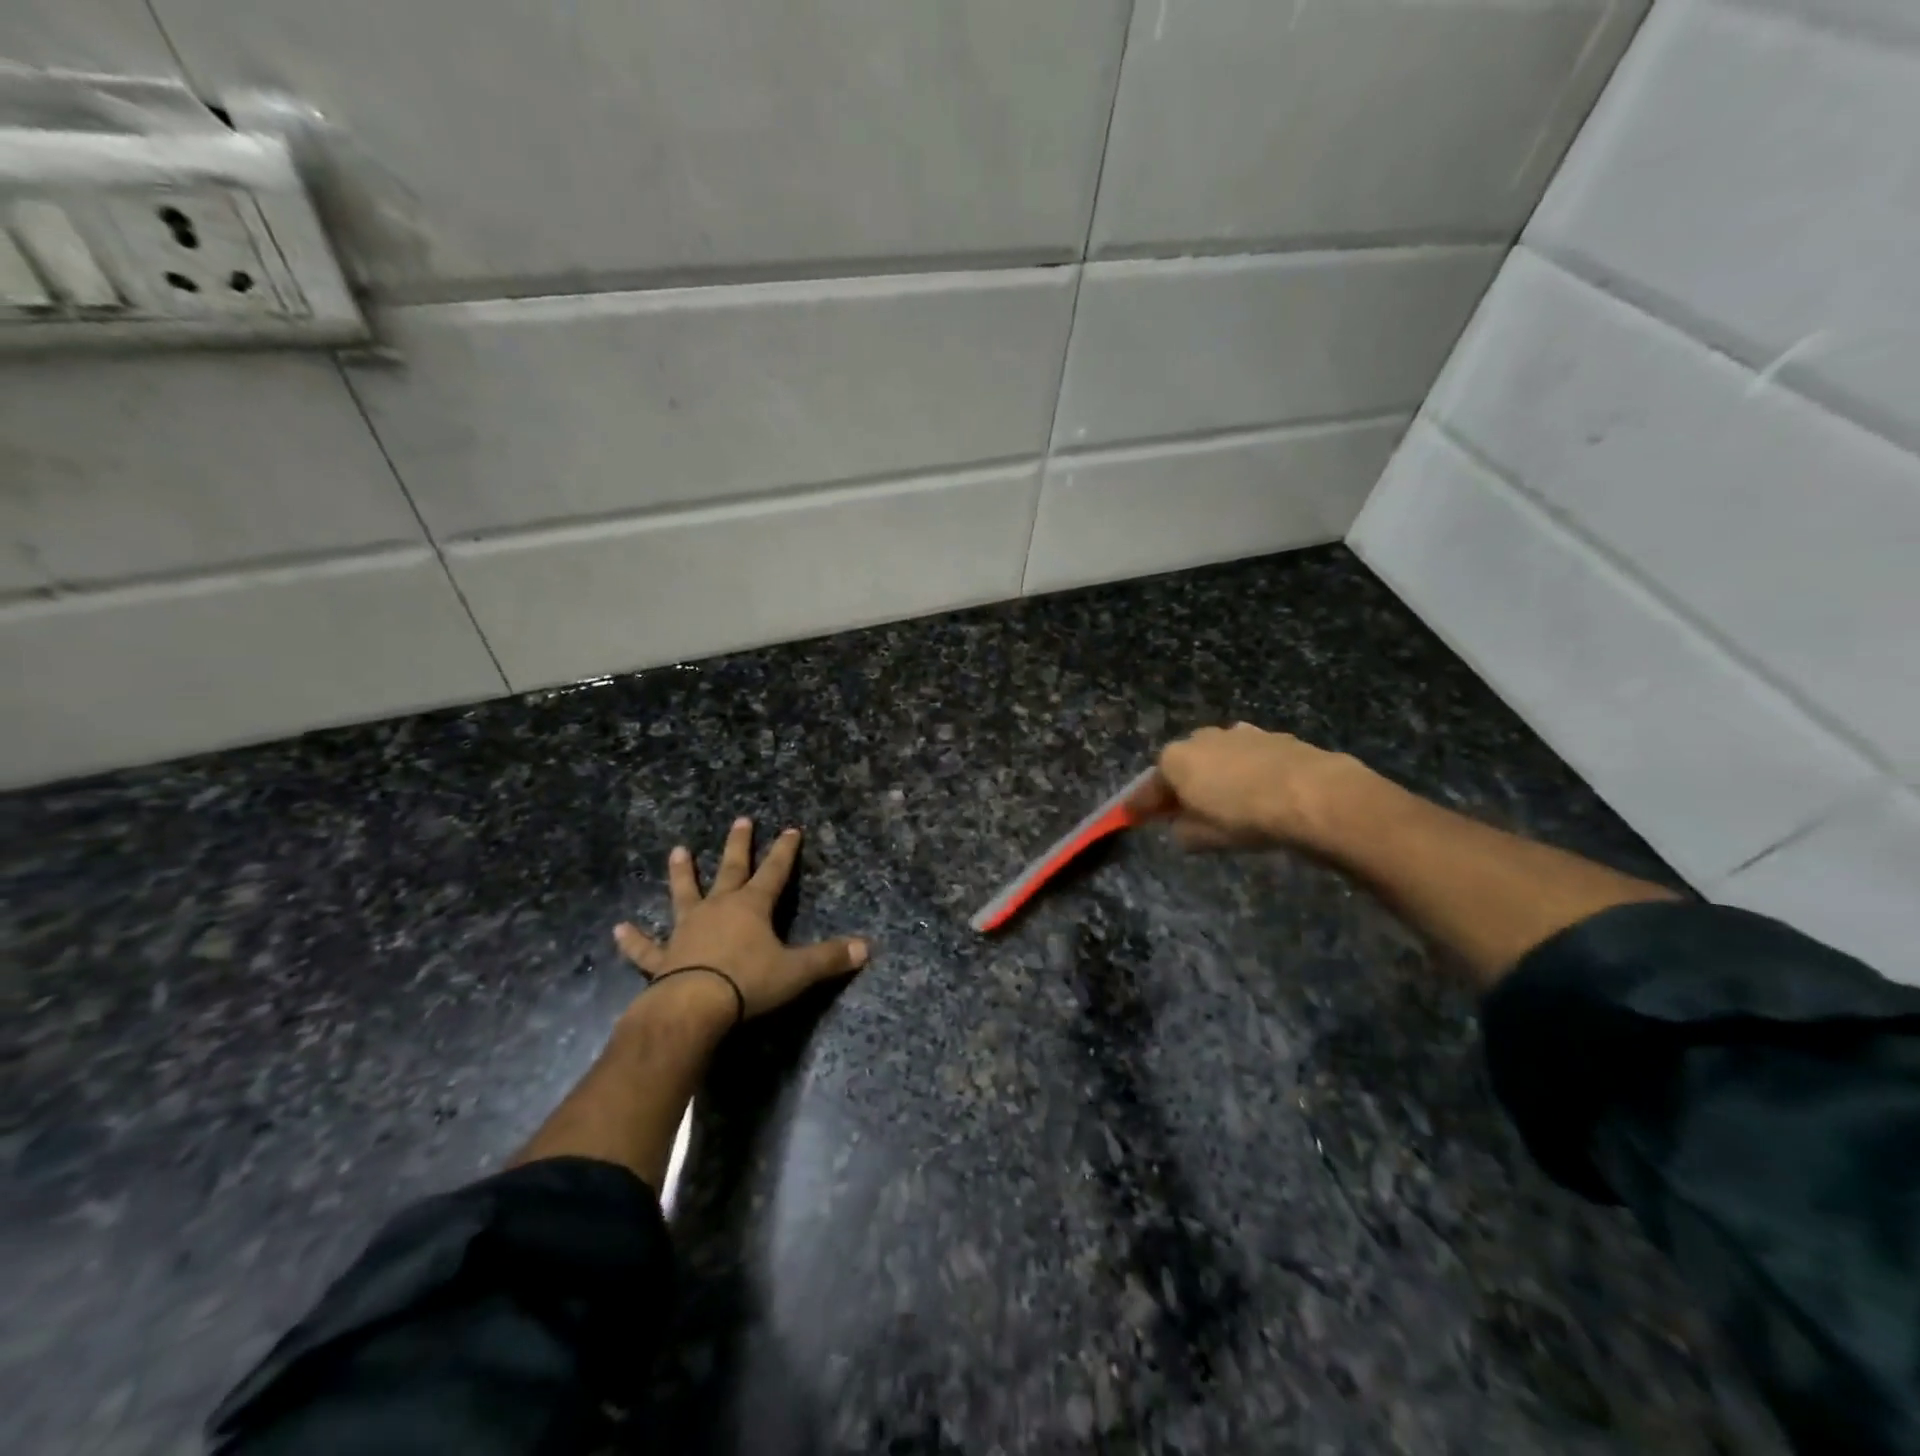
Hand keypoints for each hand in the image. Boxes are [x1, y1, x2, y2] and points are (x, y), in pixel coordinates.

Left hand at [612, 817, 868, 1022]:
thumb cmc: (747, 983)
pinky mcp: (663, 956)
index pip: (774, 872)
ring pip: (685, 894)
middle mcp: (719, 908)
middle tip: (741, 820)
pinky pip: (646, 946)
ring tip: (678, 851)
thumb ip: (830, 958)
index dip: (785, 851)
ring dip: (682, 874)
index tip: (791, 829)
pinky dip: (633, 939)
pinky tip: (618, 928)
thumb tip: (868, 948)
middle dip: (739, 845)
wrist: (692, 1008)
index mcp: (752, 907)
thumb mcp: (796, 971)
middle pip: (731, 870)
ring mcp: (687, 929)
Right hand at [1127, 723, 1364, 851]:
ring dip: (1217, 776)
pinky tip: (1261, 793)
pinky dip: (1247, 773)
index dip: (1140, 806)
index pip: (1148, 787)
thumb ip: (1182, 831)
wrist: (1313, 795)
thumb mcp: (1202, 838)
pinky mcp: (1273, 736)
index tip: (1132, 817)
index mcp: (1175, 760)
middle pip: (1183, 765)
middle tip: (1186, 811)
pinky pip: (1249, 758)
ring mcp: (1239, 734)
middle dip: (1182, 786)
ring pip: (1218, 758)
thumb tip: (1182, 826)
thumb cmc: (1245, 818)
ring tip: (1229, 803)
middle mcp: (1201, 738)